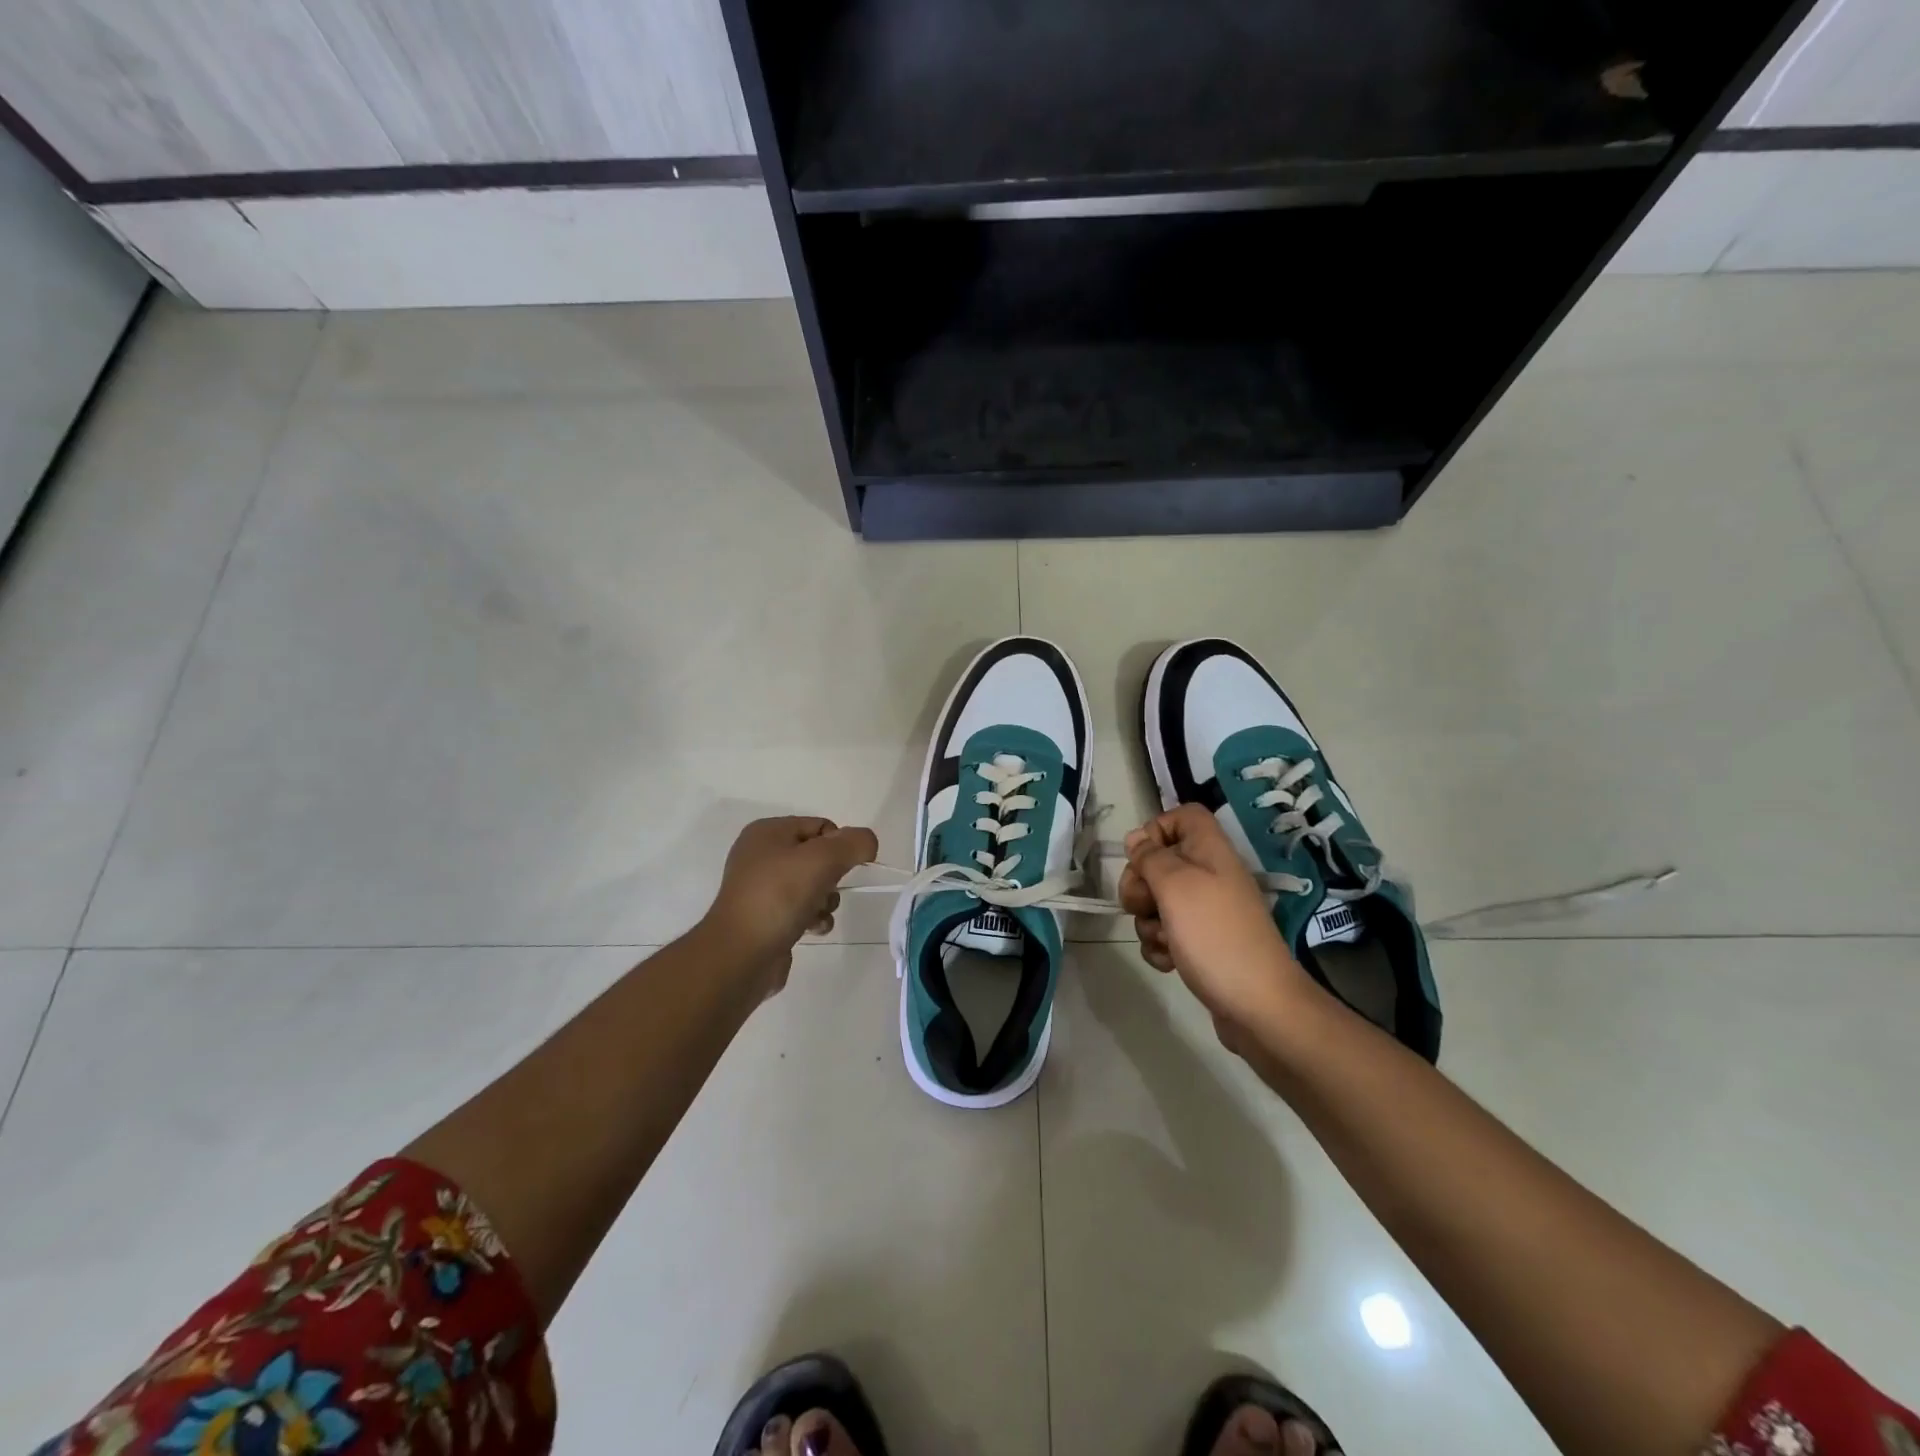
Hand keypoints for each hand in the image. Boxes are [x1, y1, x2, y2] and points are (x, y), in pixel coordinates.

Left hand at [701, 816, 879, 994]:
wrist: (740, 955)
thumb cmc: (779, 897)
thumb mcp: (823, 859)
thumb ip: (853, 843)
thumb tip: (867, 842)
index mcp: (768, 832)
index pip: (821, 826)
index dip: (839, 845)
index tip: (843, 867)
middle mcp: (761, 856)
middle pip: (819, 857)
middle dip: (833, 876)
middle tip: (827, 889)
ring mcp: (762, 889)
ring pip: (814, 885)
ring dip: (826, 900)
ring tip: (818, 913)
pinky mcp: (766, 918)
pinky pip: (802, 910)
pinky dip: (813, 919)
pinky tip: (811, 929)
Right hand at [1119, 804, 1315, 1057]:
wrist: (1258, 1006)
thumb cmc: (1214, 936)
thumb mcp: (1175, 886)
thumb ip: (1150, 857)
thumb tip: (1137, 839)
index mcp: (1211, 852)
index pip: (1183, 816)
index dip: (1156, 829)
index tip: (1139, 857)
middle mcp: (1211, 876)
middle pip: (1161, 861)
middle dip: (1140, 884)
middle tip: (1143, 905)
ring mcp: (1208, 913)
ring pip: (1158, 902)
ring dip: (1148, 921)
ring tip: (1164, 941)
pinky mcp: (1203, 944)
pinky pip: (1167, 933)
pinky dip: (1160, 946)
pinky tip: (1169, 962)